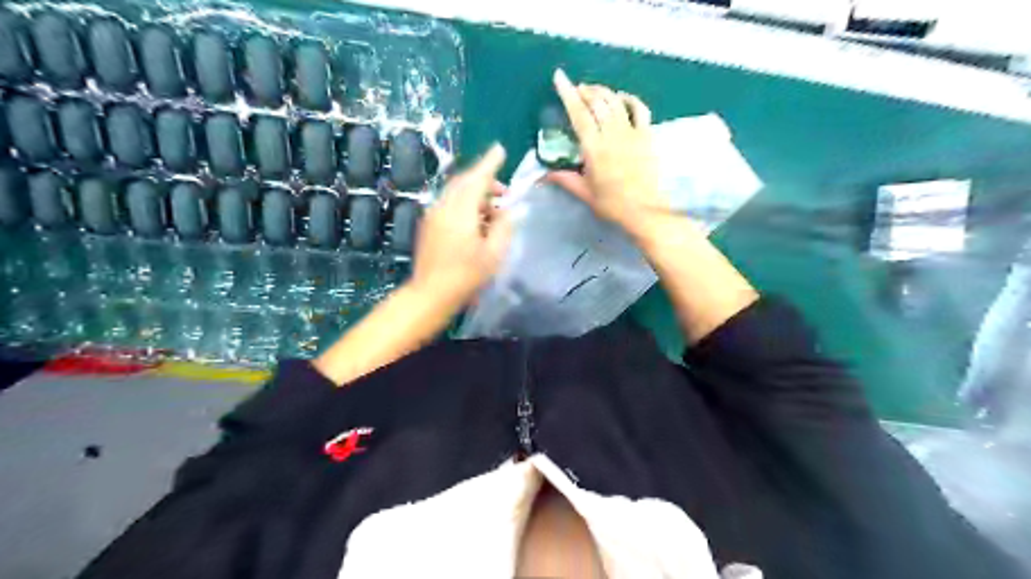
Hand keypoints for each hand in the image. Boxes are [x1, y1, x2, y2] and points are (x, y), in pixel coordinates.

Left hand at [408, 145, 509, 312]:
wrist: (430, 293)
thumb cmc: (466, 276)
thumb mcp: (494, 254)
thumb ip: (505, 226)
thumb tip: (512, 209)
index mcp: (461, 211)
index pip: (477, 178)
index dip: (490, 163)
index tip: (500, 149)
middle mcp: (444, 206)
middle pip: (465, 182)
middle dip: (485, 180)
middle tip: (504, 193)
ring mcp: (433, 215)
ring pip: (456, 193)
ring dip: (476, 194)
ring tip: (494, 212)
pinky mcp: (429, 225)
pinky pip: (449, 204)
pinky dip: (465, 204)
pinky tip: (477, 222)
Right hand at [547, 71, 668, 241]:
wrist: (644, 210)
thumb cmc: (612, 204)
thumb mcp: (584, 193)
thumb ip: (564, 179)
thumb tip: (542, 175)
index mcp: (594, 148)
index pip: (578, 114)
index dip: (568, 93)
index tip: (560, 77)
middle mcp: (612, 134)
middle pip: (597, 102)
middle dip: (584, 90)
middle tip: (576, 88)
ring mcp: (632, 132)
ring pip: (615, 102)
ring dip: (602, 91)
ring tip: (592, 90)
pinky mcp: (647, 135)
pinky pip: (639, 109)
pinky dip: (629, 99)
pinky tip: (621, 97)